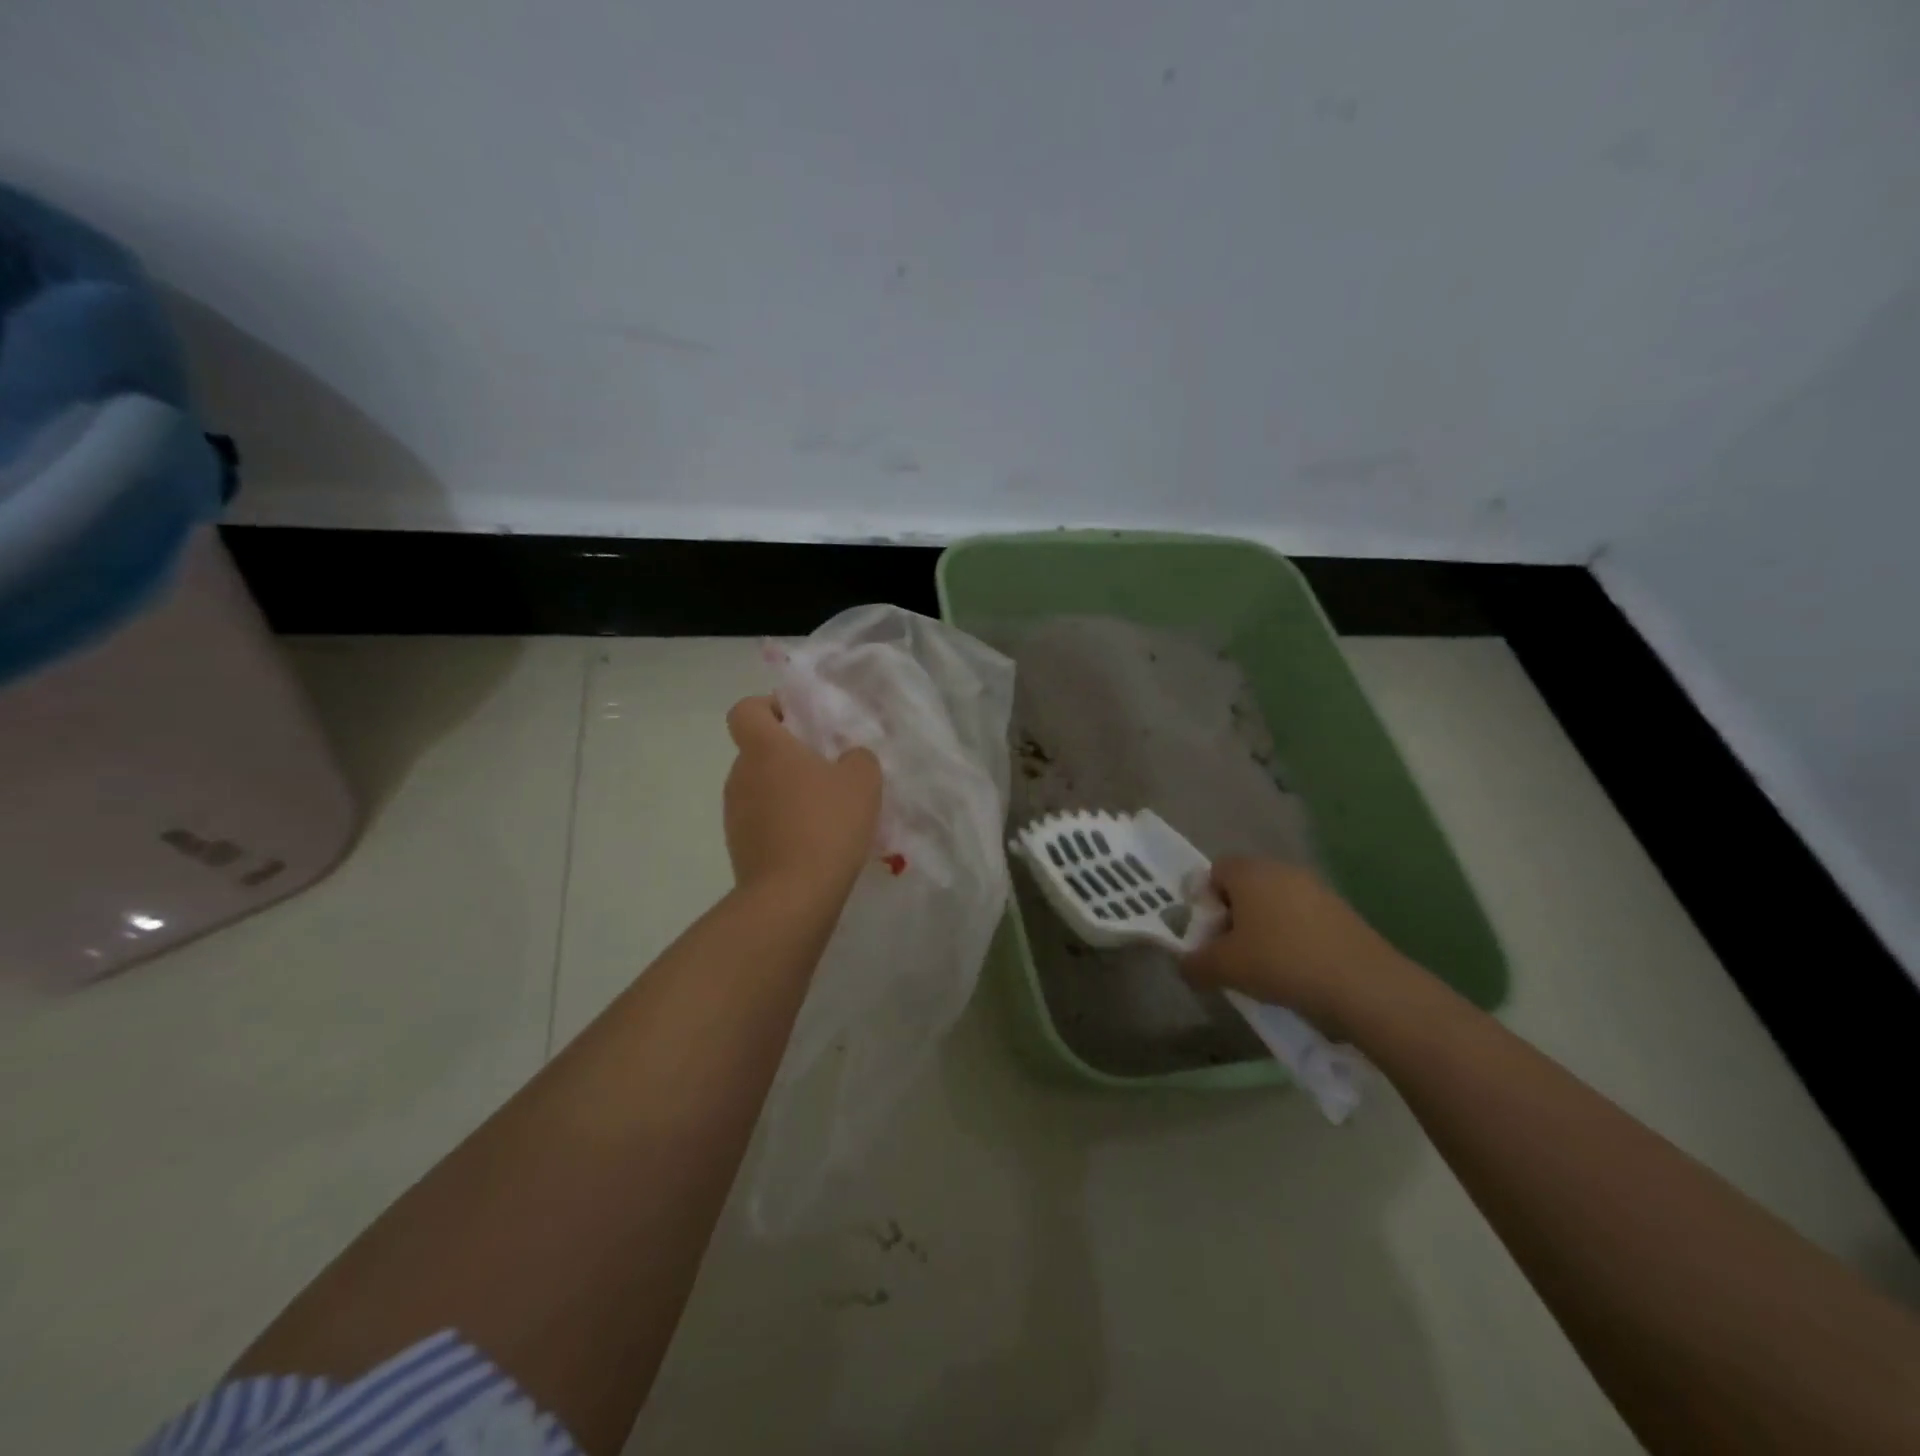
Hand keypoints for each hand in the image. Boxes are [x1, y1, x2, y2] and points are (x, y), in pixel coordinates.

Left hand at [723, 695, 881, 899]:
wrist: (792, 896)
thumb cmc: (827, 824)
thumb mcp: (863, 780)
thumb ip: (858, 758)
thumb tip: (847, 759)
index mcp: (764, 749)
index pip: (746, 710)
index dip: (770, 708)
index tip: (800, 722)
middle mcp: (740, 775)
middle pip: (758, 751)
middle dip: (789, 756)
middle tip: (828, 770)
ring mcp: (735, 814)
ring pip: (761, 788)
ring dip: (787, 793)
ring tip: (826, 813)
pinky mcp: (739, 848)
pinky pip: (762, 822)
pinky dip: (783, 825)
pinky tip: (815, 843)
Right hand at [1182, 858, 1412, 1032]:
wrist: (1363, 984)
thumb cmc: (1281, 962)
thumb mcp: (1224, 969)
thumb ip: (1195, 964)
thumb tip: (1185, 965)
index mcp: (1249, 871)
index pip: (1214, 871)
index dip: (1205, 902)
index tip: (1209, 935)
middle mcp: (1282, 869)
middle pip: (1245, 886)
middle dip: (1234, 917)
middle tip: (1231, 953)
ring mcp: (1316, 888)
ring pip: (1275, 903)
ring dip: (1264, 929)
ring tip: (1264, 967)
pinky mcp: (1341, 912)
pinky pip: (1302, 918)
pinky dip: (1293, 938)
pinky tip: (1296, 970)